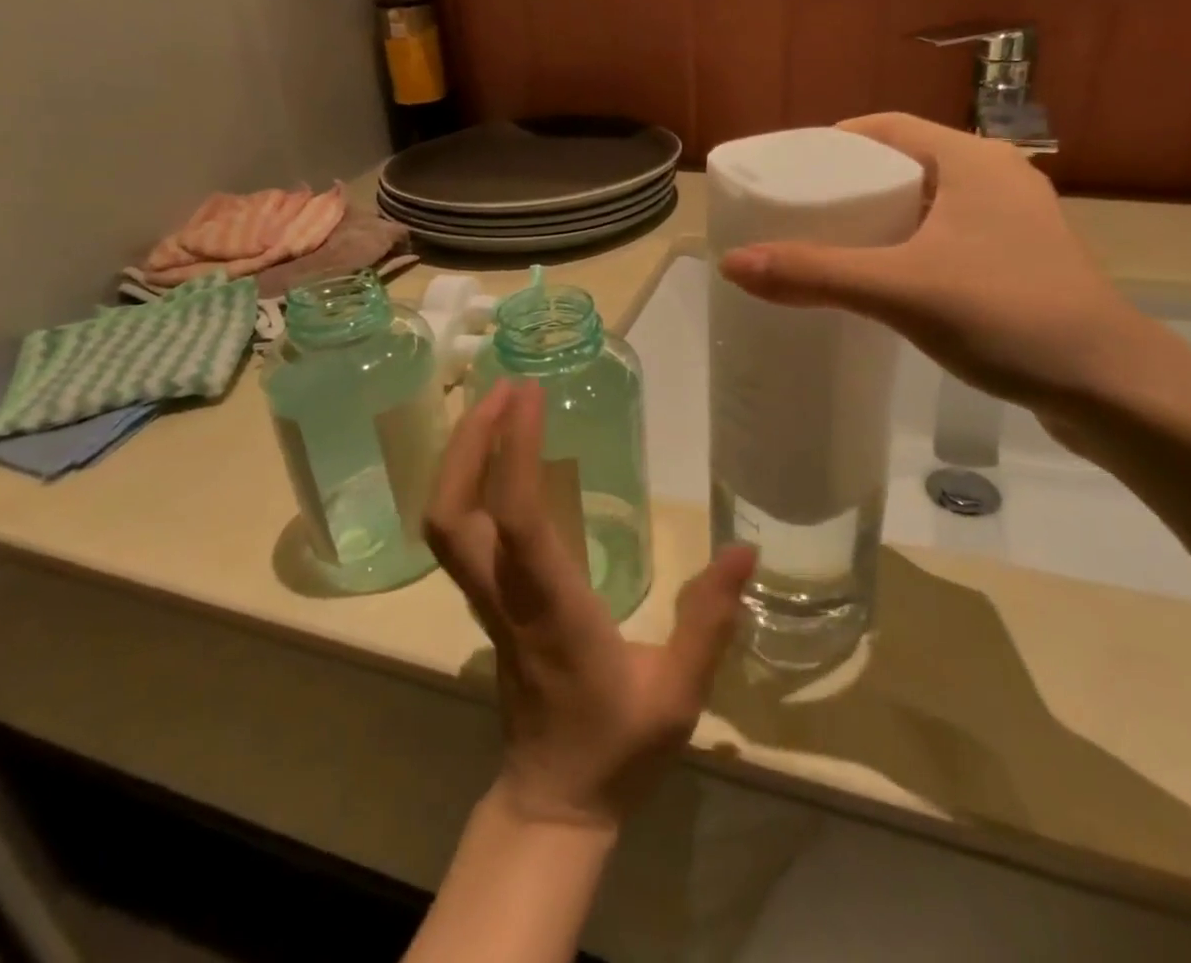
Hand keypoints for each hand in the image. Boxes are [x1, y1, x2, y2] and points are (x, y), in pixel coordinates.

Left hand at [424, 381, 756, 832]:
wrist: (553, 803)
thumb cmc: (616, 748)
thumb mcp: (679, 695)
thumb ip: (709, 621)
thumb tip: (745, 550)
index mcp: (552, 610)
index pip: (518, 521)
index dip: (514, 451)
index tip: (529, 395)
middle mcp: (506, 597)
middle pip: (452, 515)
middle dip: (469, 442)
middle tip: (503, 387)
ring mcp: (488, 601)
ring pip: (445, 524)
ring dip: (462, 457)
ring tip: (497, 406)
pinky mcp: (488, 603)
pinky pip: (460, 534)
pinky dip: (468, 483)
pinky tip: (499, 457)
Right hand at [719, 113, 1153, 416]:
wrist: (1111, 387)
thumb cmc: (1007, 315)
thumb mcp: (901, 290)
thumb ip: (816, 274)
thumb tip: (732, 263)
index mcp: (973, 160)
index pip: (888, 127)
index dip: (834, 142)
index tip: (790, 170)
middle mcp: (997, 179)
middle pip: (906, 164)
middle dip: (852, 183)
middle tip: (800, 212)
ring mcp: (1014, 224)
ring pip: (928, 204)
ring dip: (881, 218)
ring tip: (830, 245)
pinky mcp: (1020, 264)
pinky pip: (947, 238)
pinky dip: (908, 247)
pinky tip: (883, 280)